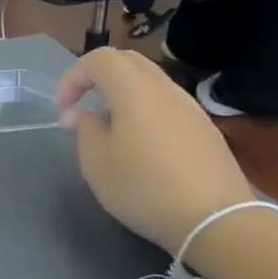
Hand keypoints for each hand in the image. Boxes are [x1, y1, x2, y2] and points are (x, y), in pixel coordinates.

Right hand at [54, 48, 253, 254]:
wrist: (215, 219)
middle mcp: (165, 89)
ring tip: (108, 128)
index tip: (62, 109)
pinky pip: (167, 104)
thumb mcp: (96, 162)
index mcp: (134, 91)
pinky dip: (144, 109)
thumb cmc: (144, 188)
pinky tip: (140, 145)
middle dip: (97, 76)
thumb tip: (81, 114)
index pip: (98, 59)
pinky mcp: (205, 129)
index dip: (73, 77)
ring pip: (150, 82)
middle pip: (128, 61)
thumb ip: (84, 129)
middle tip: (81, 105)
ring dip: (122, 94)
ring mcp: (190, 108)